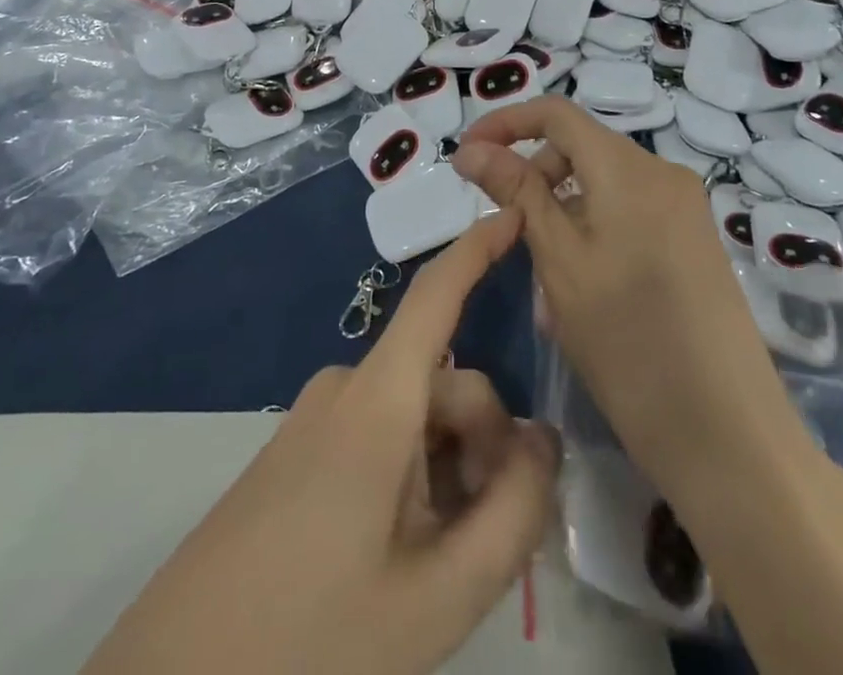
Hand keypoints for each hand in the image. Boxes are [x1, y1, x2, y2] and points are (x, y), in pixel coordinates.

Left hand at [87, 213, 558, 674]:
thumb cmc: (314, 637)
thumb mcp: (439, 594)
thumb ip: (512, 512)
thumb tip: (543, 440)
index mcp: (377, 400)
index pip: (436, 295)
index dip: (478, 247)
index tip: (516, 210)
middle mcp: (346, 388)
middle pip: (446, 385)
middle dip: (484, 446)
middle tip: (484, 540)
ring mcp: (317, 416)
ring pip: (416, 416)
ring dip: (449, 469)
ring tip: (437, 562)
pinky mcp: (299, 447)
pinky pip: (380, 434)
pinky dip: (413, 475)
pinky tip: (400, 552)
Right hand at [452, 98, 820, 508]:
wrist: (728, 435)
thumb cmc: (627, 340)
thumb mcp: (558, 260)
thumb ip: (516, 192)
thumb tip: (471, 149)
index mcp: (629, 167)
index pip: (556, 113)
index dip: (505, 123)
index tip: (466, 155)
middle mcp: (663, 174)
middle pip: (581, 149)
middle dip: (535, 179)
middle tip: (508, 236)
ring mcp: (685, 209)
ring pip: (601, 188)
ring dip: (561, 216)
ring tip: (543, 285)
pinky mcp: (694, 243)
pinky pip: (629, 215)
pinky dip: (593, 235)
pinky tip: (580, 295)